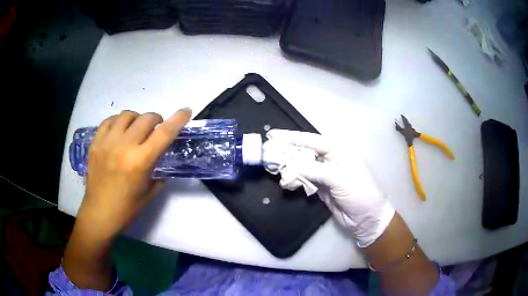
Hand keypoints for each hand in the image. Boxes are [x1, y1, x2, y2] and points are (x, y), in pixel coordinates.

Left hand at [78, 109, 191, 238]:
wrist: (99, 213)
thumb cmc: (127, 208)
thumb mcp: (150, 193)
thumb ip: (158, 171)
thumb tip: (160, 157)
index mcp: (141, 161)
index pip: (164, 133)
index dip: (178, 119)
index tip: (186, 111)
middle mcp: (124, 146)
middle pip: (146, 118)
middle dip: (156, 119)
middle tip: (155, 129)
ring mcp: (107, 142)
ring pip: (127, 115)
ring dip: (137, 118)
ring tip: (136, 129)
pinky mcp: (95, 143)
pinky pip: (109, 121)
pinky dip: (118, 122)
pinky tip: (120, 131)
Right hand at [265, 130, 394, 246]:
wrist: (366, 218)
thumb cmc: (360, 193)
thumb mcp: (340, 179)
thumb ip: (316, 171)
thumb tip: (293, 167)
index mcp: (338, 151)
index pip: (312, 140)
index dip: (292, 137)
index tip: (274, 135)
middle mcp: (330, 159)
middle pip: (305, 151)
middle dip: (287, 151)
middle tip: (269, 150)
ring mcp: (325, 174)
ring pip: (303, 165)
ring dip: (289, 166)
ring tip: (272, 166)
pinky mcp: (321, 187)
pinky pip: (304, 179)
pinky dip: (294, 180)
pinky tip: (285, 181)